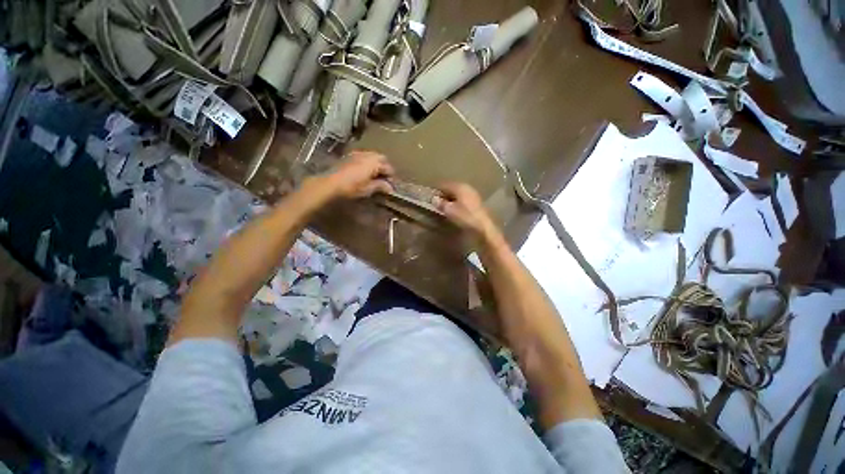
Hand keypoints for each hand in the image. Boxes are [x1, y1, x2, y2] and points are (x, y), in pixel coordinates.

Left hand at [322, 151, 394, 198]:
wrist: (330, 183)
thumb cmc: (352, 187)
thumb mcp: (368, 188)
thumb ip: (381, 186)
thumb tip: (390, 188)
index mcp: (374, 162)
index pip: (388, 168)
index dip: (391, 177)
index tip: (391, 185)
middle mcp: (367, 154)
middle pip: (381, 158)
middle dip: (384, 167)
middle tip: (384, 178)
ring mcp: (357, 153)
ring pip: (372, 156)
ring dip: (376, 164)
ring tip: (375, 175)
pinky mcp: (349, 156)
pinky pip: (363, 156)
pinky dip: (367, 162)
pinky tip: (364, 171)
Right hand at [433, 183, 496, 237]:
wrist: (484, 227)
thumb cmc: (466, 217)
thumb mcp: (450, 211)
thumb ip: (441, 204)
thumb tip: (434, 199)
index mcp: (460, 187)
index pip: (444, 184)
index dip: (436, 189)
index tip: (429, 194)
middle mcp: (467, 188)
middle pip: (452, 188)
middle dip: (443, 193)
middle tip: (435, 200)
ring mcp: (473, 195)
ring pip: (458, 194)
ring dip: (450, 198)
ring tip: (443, 205)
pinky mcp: (477, 203)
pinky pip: (463, 199)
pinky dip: (457, 202)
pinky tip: (453, 209)